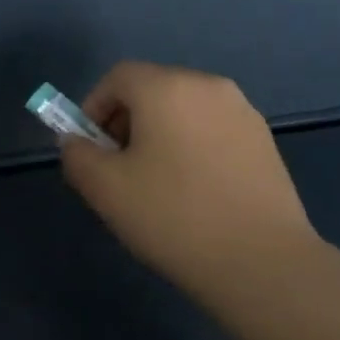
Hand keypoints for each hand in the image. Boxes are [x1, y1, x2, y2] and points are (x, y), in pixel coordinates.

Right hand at [58, 61, 322, 294]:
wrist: (263, 262)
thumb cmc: (173, 216)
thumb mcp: (105, 189)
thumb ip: (77, 155)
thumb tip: (76, 141)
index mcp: (166, 87)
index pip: (117, 77)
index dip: (94, 107)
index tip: (90, 149)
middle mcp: (207, 85)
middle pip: (152, 89)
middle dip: (126, 121)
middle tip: (118, 168)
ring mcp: (242, 111)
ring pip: (183, 110)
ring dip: (160, 134)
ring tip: (157, 183)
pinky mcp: (264, 140)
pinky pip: (212, 129)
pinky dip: (192, 146)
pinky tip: (195, 191)